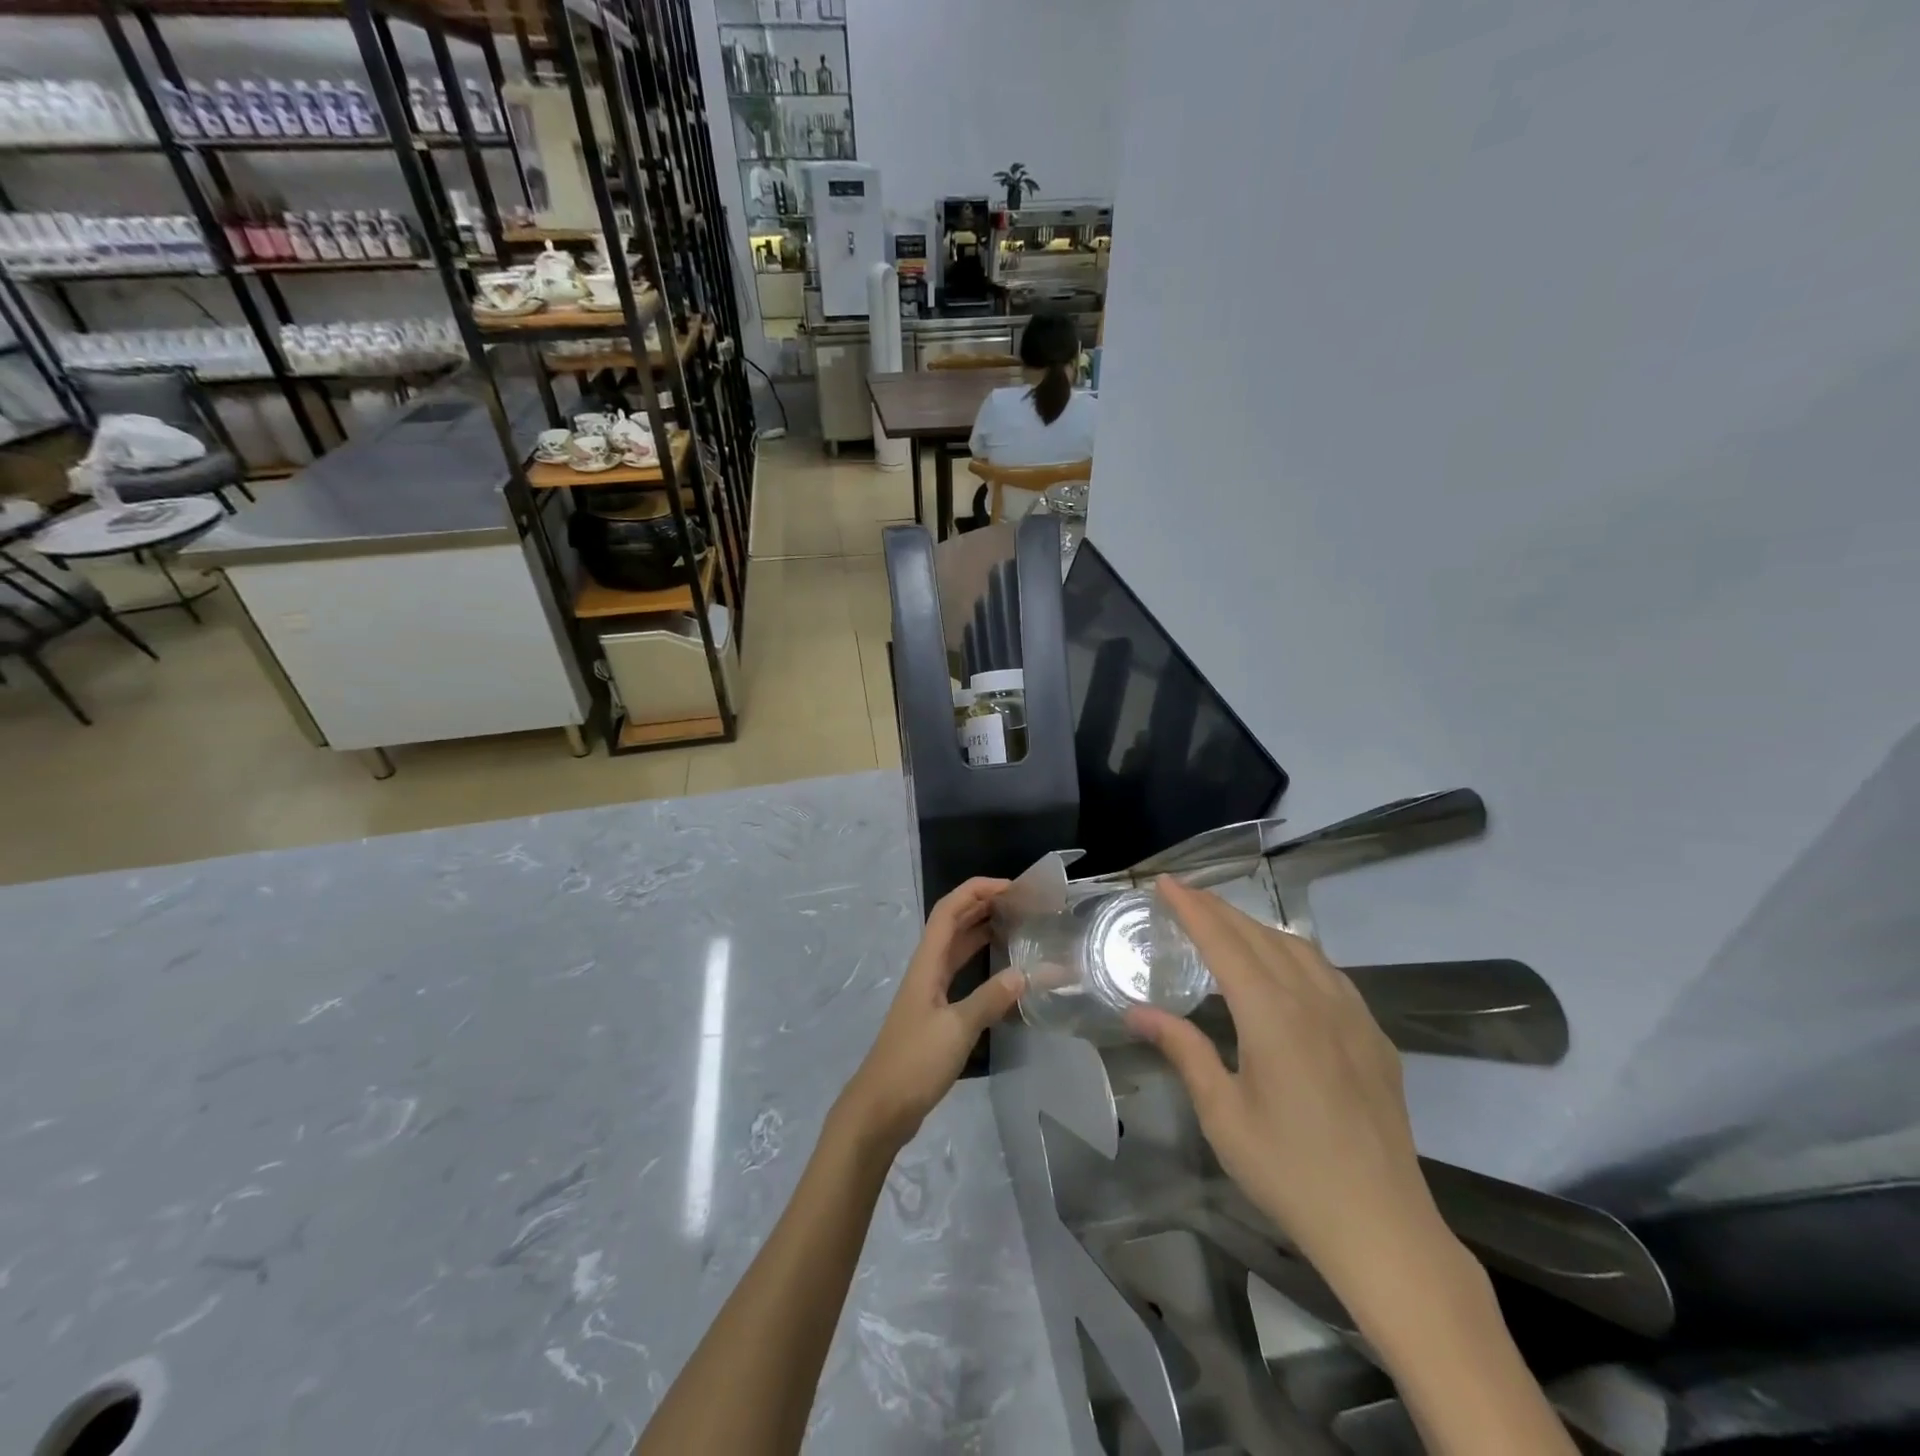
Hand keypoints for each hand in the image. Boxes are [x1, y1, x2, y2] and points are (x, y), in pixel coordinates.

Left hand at [836, 878, 1023, 1152]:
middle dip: (983, 905)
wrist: (881, 1108)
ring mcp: (929, 991)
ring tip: (1017, 925)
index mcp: (927, 963)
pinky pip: (960, 973)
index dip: (977, 890)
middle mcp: (927, 969)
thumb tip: (1026, 973)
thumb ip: (991, 999)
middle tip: (1022, 903)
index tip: (1012, 887)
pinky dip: (980, 962)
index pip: (949, 910)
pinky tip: (1003, 972)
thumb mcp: (957, 1029)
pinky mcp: (935, 1013)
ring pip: (956, 947)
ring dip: (982, 930)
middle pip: (953, 923)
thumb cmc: (914, 1062)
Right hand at [1127, 877, 1443, 1284]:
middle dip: (1218, 909)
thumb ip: (1183, 1051)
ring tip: (1227, 925)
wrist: (1382, 1227)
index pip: (1223, 941)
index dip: (1192, 907)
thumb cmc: (1289, 1170)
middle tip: (1184, 896)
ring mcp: (1351, 1015)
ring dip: (1257, 927)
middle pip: (1259, 935)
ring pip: (1298, 947)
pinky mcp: (1374, 1037)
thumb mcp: (1222, 1114)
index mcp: (1271, 1014)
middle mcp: (1313, 999)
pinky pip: (1329, 973)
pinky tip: (1286, 968)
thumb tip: (1138, 1012)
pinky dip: (1295, 952)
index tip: (1165, 883)